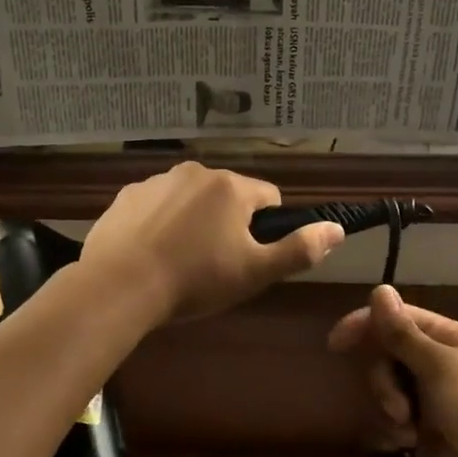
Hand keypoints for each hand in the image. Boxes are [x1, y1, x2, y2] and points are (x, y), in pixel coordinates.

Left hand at [81, 162, 343, 327]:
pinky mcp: (127, 195)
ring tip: (179, 261)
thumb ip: (300, 249)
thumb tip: (338, 228)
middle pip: (228, 195)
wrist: (120, 285)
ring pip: (191, 198)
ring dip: (193, 220)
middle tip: (215, 265)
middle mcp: (197, 171)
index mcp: (232, 187)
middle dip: (228, 223)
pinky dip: (160, 222)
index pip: (269, 198)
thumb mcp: (255, 272)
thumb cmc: (195, 280)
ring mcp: (157, 180)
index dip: (266, 229)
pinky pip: (156, 204)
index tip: (250, 257)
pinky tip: (150, 252)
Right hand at [328, 286, 457, 456]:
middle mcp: (436, 364)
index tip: (337, 342)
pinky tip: (406, 445)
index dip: (366, 325)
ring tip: (407, 428)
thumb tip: (379, 289)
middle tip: (398, 403)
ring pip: (384, 388)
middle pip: (385, 354)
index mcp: (447, 339)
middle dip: (383, 378)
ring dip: (389, 406)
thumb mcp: (439, 366)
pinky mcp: (422, 432)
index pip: (397, 319)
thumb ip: (402, 333)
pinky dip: (393, 431)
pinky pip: (390, 421)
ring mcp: (428, 399)